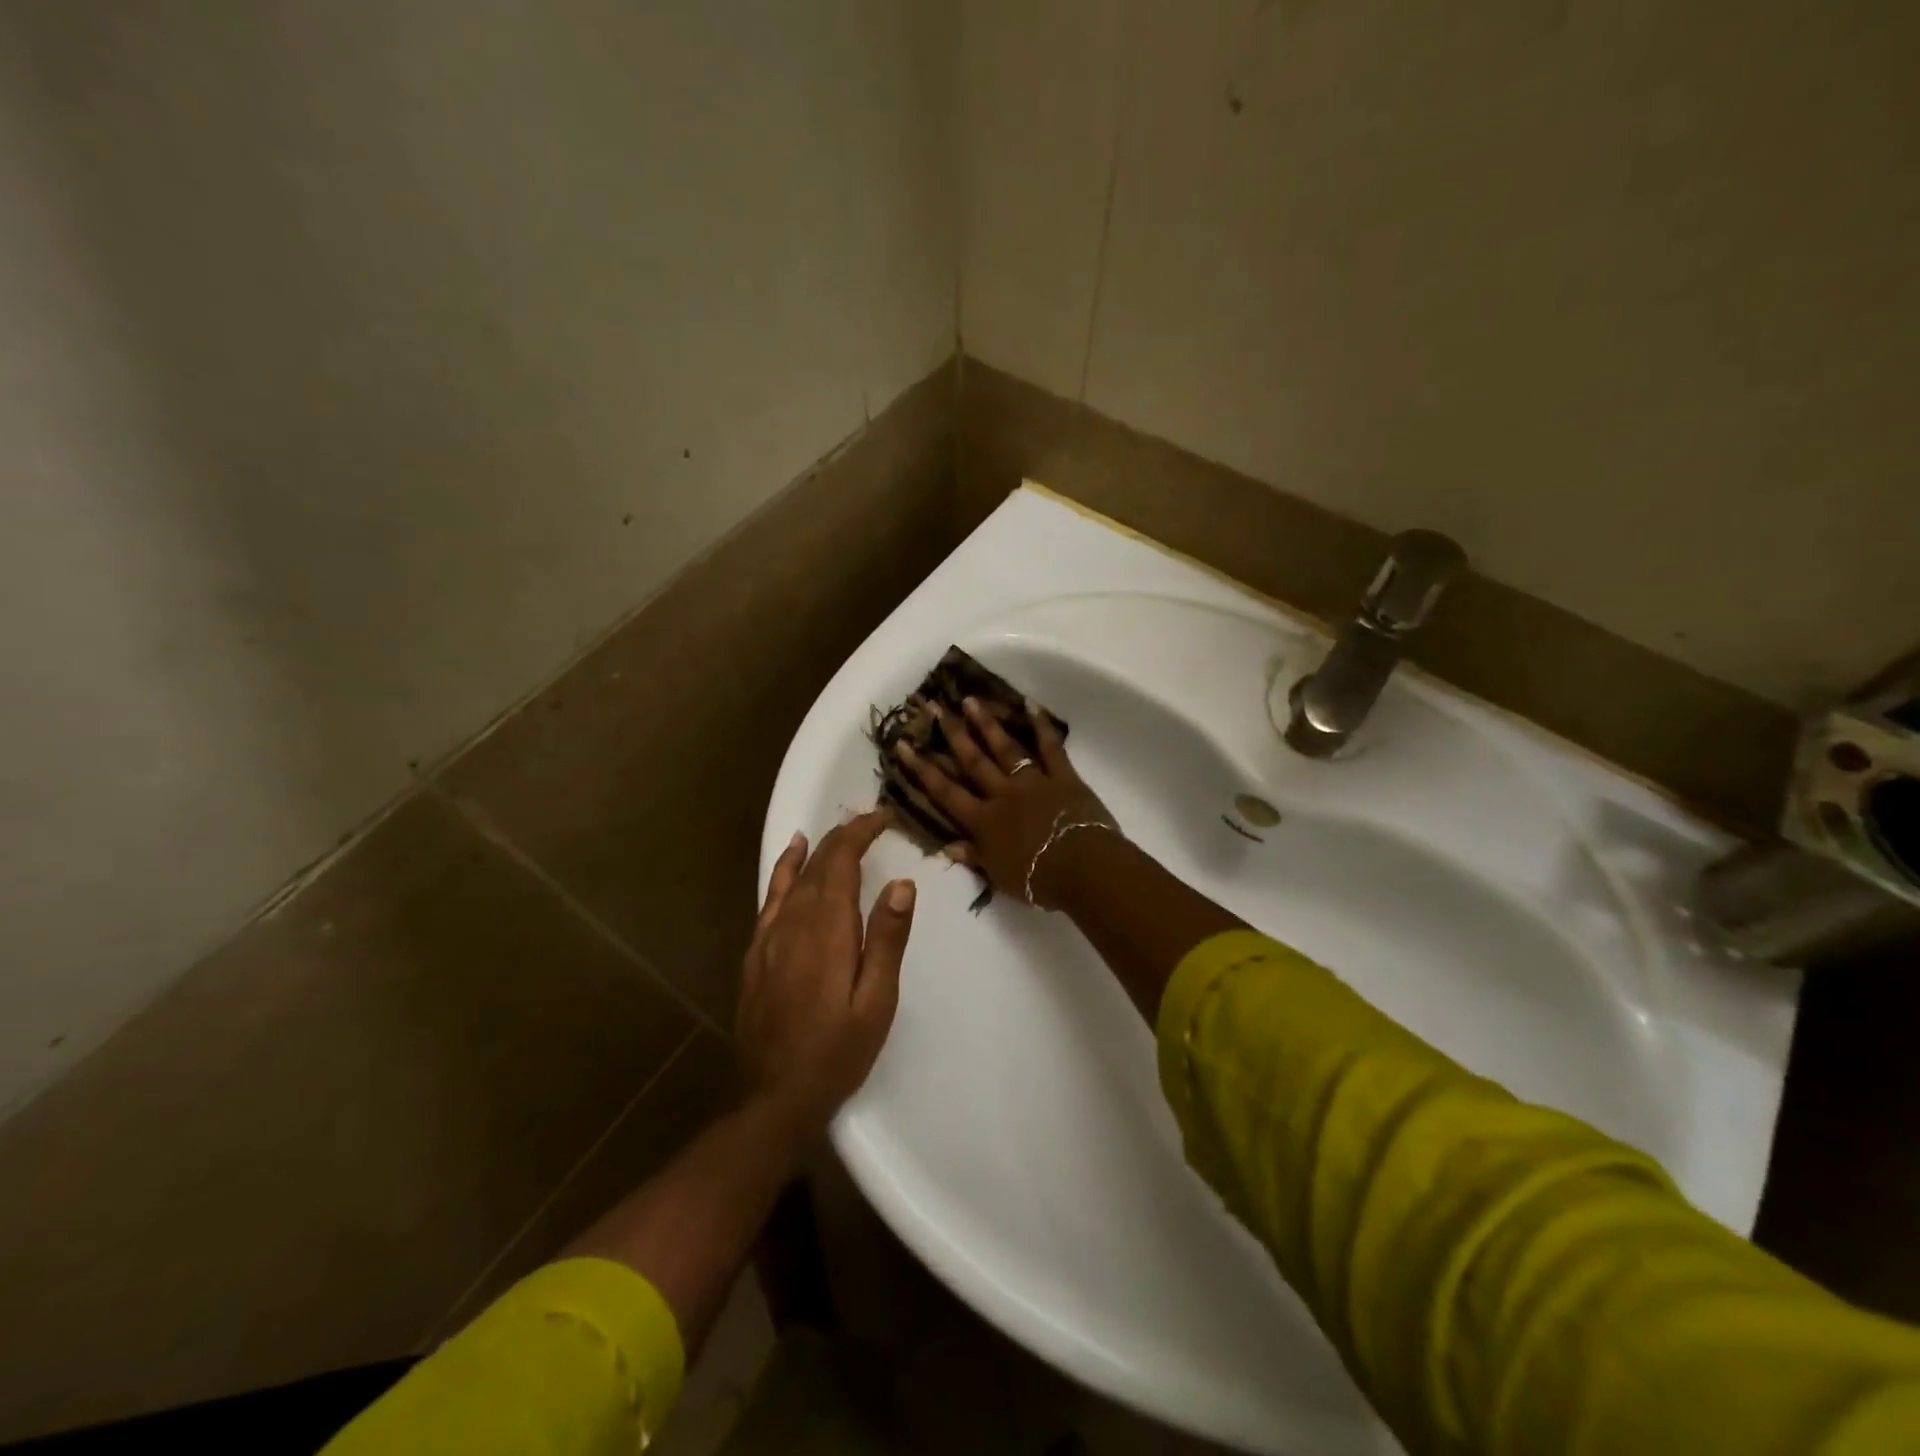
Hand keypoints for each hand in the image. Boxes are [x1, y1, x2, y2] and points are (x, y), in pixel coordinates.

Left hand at [736, 810, 915, 1140]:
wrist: (775, 1097)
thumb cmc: (837, 1051)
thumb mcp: (876, 1001)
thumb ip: (887, 939)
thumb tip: (902, 884)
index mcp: (827, 929)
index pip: (841, 861)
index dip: (860, 833)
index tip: (883, 818)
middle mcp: (794, 922)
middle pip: (818, 864)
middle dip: (844, 836)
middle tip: (872, 822)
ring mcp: (769, 937)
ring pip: (793, 877)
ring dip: (817, 849)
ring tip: (836, 829)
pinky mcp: (756, 953)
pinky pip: (770, 898)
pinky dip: (783, 871)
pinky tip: (791, 860)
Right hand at [895, 697, 1116, 908]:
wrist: (1083, 869)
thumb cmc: (1039, 881)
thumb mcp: (999, 876)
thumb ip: (974, 857)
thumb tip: (947, 845)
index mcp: (984, 821)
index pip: (946, 792)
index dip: (922, 769)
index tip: (903, 745)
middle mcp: (1002, 794)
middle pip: (972, 761)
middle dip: (951, 734)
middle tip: (934, 706)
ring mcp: (1033, 782)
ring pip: (1005, 748)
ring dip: (986, 723)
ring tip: (970, 700)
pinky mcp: (1063, 777)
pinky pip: (1050, 747)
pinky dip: (1041, 725)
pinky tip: (1029, 703)